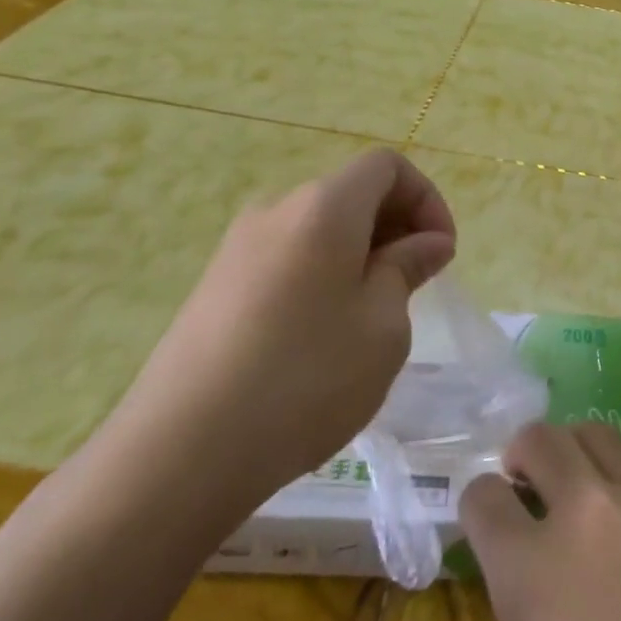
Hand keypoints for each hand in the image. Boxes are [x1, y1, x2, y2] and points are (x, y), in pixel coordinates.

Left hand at [109, 149, 456, 521]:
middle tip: (415, 285)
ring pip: (319, 228)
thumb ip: (409, 267)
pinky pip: (287, 258)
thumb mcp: (383, 324)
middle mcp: (276, 210)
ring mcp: (237, 248)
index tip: (440, 253)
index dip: (426, 198)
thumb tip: (428, 242)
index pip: (387, 166)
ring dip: (360, 253)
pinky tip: (323, 334)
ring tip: (372, 314)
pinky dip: (322, 274)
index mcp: (324, 206)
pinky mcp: (214, 286)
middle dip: (396, 226)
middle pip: (351, 193)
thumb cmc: (306, 378)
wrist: (179, 454)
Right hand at [461, 424, 620, 620]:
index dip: (479, 509)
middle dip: (524, 459)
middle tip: (531, 490)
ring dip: (581, 461)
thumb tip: (533, 607)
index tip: (489, 524)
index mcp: (534, 571)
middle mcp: (592, 511)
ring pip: (600, 435)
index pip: (482, 497)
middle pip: (540, 439)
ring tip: (591, 500)